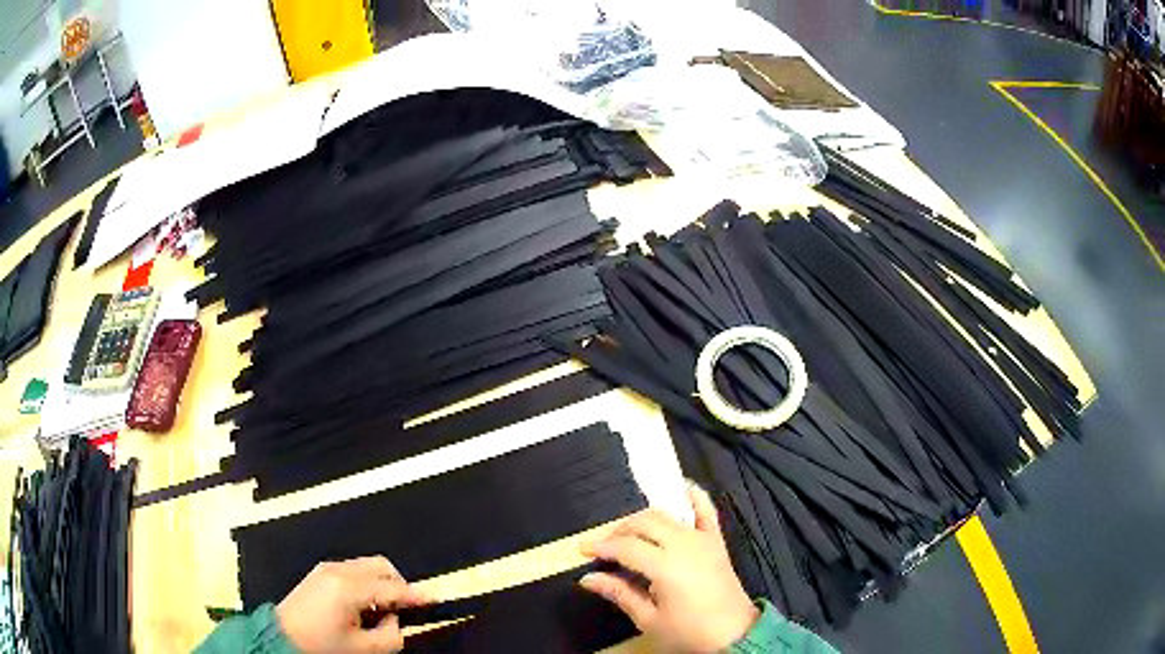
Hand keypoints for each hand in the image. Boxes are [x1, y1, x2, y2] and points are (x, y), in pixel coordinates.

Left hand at [276, 556, 428, 652]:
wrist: (280, 637)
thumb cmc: (321, 645)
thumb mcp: (362, 649)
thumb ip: (389, 636)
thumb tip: (394, 621)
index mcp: (348, 588)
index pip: (391, 588)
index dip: (415, 595)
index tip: (434, 600)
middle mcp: (338, 570)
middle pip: (380, 566)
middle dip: (397, 584)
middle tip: (402, 609)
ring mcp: (326, 568)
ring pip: (367, 566)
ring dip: (381, 584)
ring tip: (379, 612)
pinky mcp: (320, 573)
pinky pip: (353, 570)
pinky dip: (366, 583)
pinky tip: (361, 606)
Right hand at [579, 483, 758, 653]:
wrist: (734, 634)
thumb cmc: (688, 632)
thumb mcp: (649, 619)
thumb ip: (619, 593)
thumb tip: (587, 578)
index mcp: (666, 566)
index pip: (626, 547)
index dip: (601, 547)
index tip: (582, 550)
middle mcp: (684, 544)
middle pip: (643, 524)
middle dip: (619, 532)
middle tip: (605, 549)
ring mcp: (703, 539)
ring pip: (666, 516)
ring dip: (643, 520)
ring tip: (628, 536)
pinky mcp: (716, 540)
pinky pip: (706, 510)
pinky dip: (694, 496)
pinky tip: (681, 487)